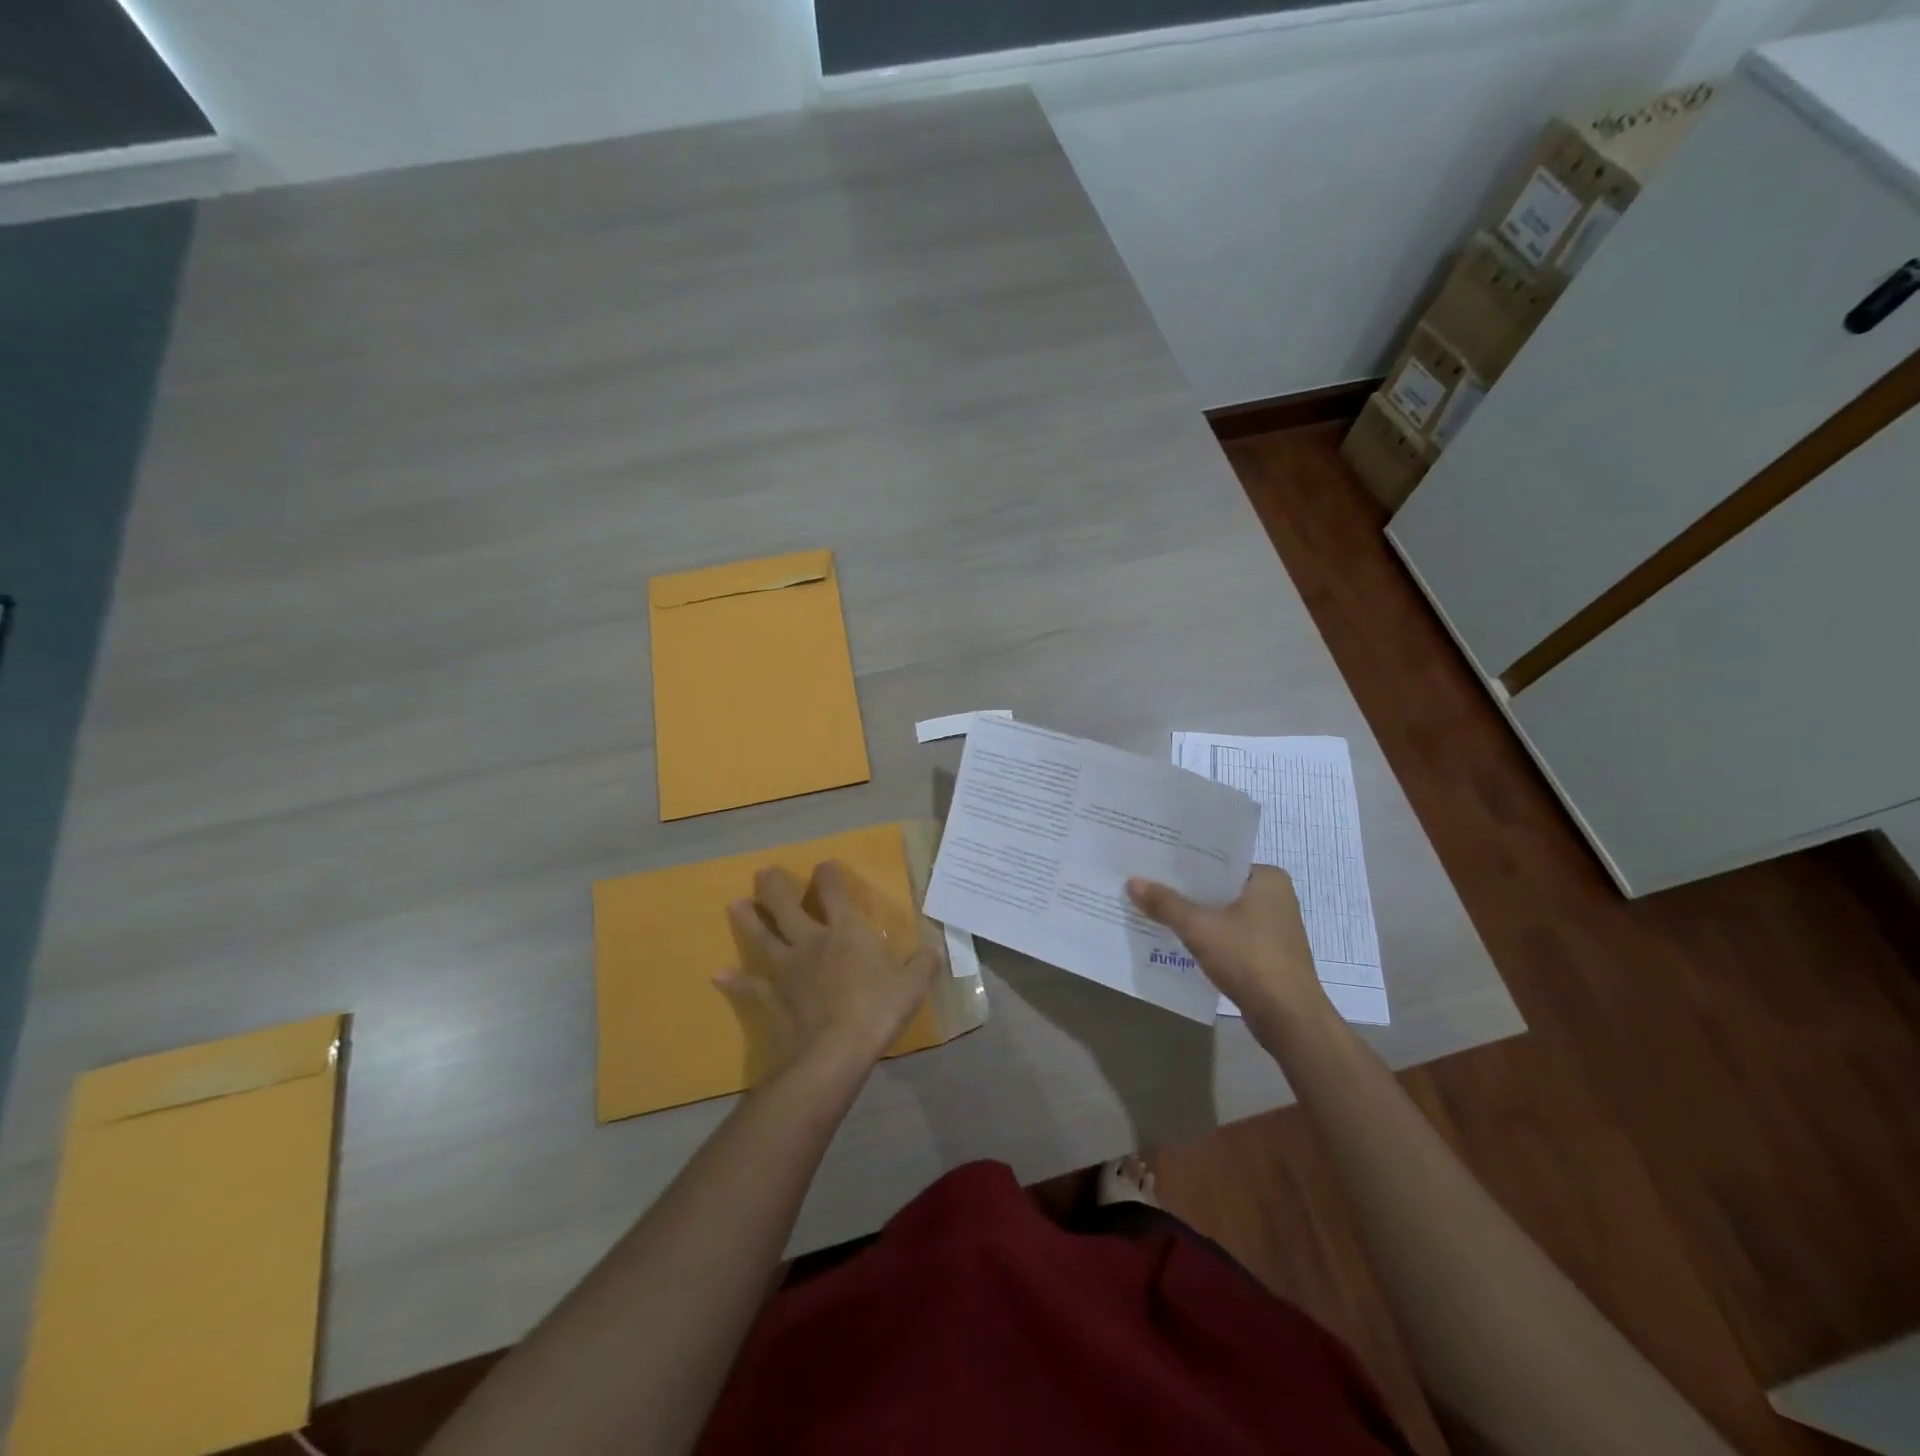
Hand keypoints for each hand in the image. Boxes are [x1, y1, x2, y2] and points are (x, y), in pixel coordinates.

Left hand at [721, 861, 938, 1078]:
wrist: (833, 1052)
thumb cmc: (876, 1012)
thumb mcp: (911, 986)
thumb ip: (923, 964)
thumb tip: (934, 949)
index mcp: (846, 932)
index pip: (834, 893)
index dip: (828, 875)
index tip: (824, 865)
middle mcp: (811, 942)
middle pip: (786, 906)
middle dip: (775, 887)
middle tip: (764, 873)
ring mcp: (787, 969)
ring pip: (762, 937)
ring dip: (748, 920)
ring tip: (736, 904)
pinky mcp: (771, 996)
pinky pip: (749, 986)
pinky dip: (734, 981)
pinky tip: (719, 975)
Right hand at [1127, 866, 1325, 1022]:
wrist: (1289, 1019)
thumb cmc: (1249, 960)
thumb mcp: (1200, 929)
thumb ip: (1166, 904)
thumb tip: (1132, 882)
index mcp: (1267, 878)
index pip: (1218, 860)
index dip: (1184, 862)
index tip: (1153, 860)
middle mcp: (1275, 896)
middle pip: (1218, 886)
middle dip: (1185, 889)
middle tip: (1146, 882)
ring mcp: (1274, 926)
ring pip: (1223, 911)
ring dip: (1194, 914)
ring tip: (1154, 908)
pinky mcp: (1268, 952)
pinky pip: (1229, 933)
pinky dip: (1207, 935)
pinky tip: (1178, 938)